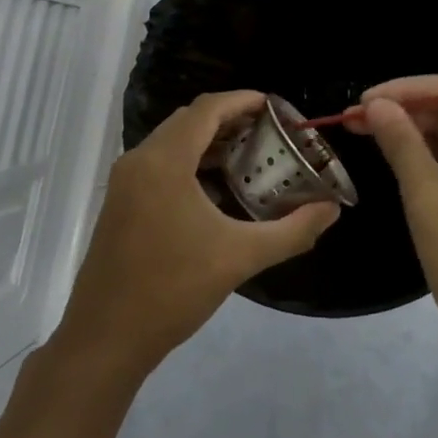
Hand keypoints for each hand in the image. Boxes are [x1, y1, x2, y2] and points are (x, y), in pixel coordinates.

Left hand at [57, 91, 339, 377]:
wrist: (106, 336)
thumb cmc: (173, 289)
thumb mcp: (240, 257)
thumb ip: (292, 231)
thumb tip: (331, 210)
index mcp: (164, 162)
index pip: (207, 109)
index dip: (243, 100)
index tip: (276, 106)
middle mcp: (139, 160)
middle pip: (188, 120)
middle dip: (229, 118)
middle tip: (269, 131)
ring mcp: (124, 182)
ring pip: (171, 142)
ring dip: (208, 141)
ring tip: (249, 155)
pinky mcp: (119, 202)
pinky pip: (159, 163)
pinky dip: (190, 161)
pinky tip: (216, 188)